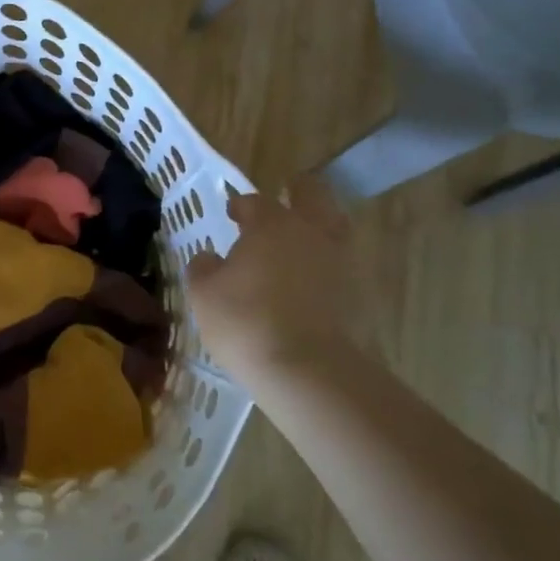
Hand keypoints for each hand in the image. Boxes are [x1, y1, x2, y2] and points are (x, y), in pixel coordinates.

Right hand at [187, 176, 374, 389]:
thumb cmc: (245, 320)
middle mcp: (310, 231)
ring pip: (335, 226)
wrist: (304, 368)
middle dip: (299, 191)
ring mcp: (339, 261)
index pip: (255, 201)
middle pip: (313, 194)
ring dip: (319, 225)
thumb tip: (210, 258)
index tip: (233, 213)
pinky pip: (341, 264)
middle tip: (285, 197)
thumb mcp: (203, 293)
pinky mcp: (356, 293)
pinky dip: (327, 264)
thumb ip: (203, 268)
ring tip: (300, 240)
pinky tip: (311, 279)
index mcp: (271, 223)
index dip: (242, 205)